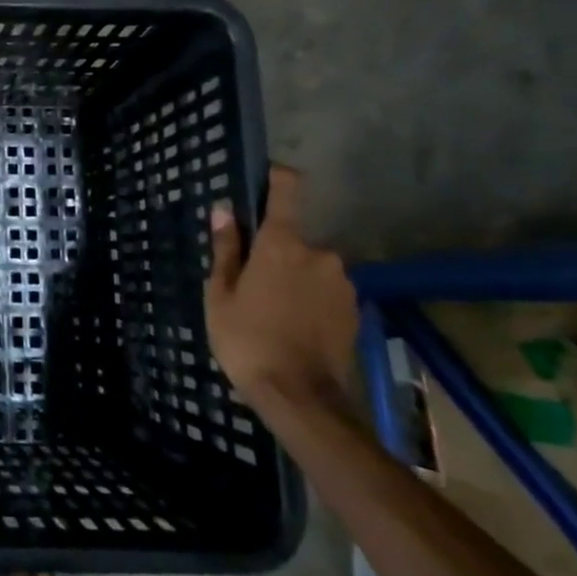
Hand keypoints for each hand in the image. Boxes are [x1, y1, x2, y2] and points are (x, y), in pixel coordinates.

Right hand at [204, 166, 358, 409]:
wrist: (301, 398)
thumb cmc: (247, 339)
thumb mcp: (220, 295)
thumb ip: (226, 249)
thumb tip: (225, 210)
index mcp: (282, 244)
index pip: (287, 190)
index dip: (277, 178)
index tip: (265, 177)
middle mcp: (320, 254)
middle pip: (293, 238)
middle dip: (275, 252)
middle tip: (252, 282)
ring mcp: (342, 283)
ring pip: (311, 267)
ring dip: (294, 278)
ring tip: (272, 311)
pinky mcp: (355, 310)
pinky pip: (326, 292)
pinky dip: (311, 300)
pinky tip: (294, 326)